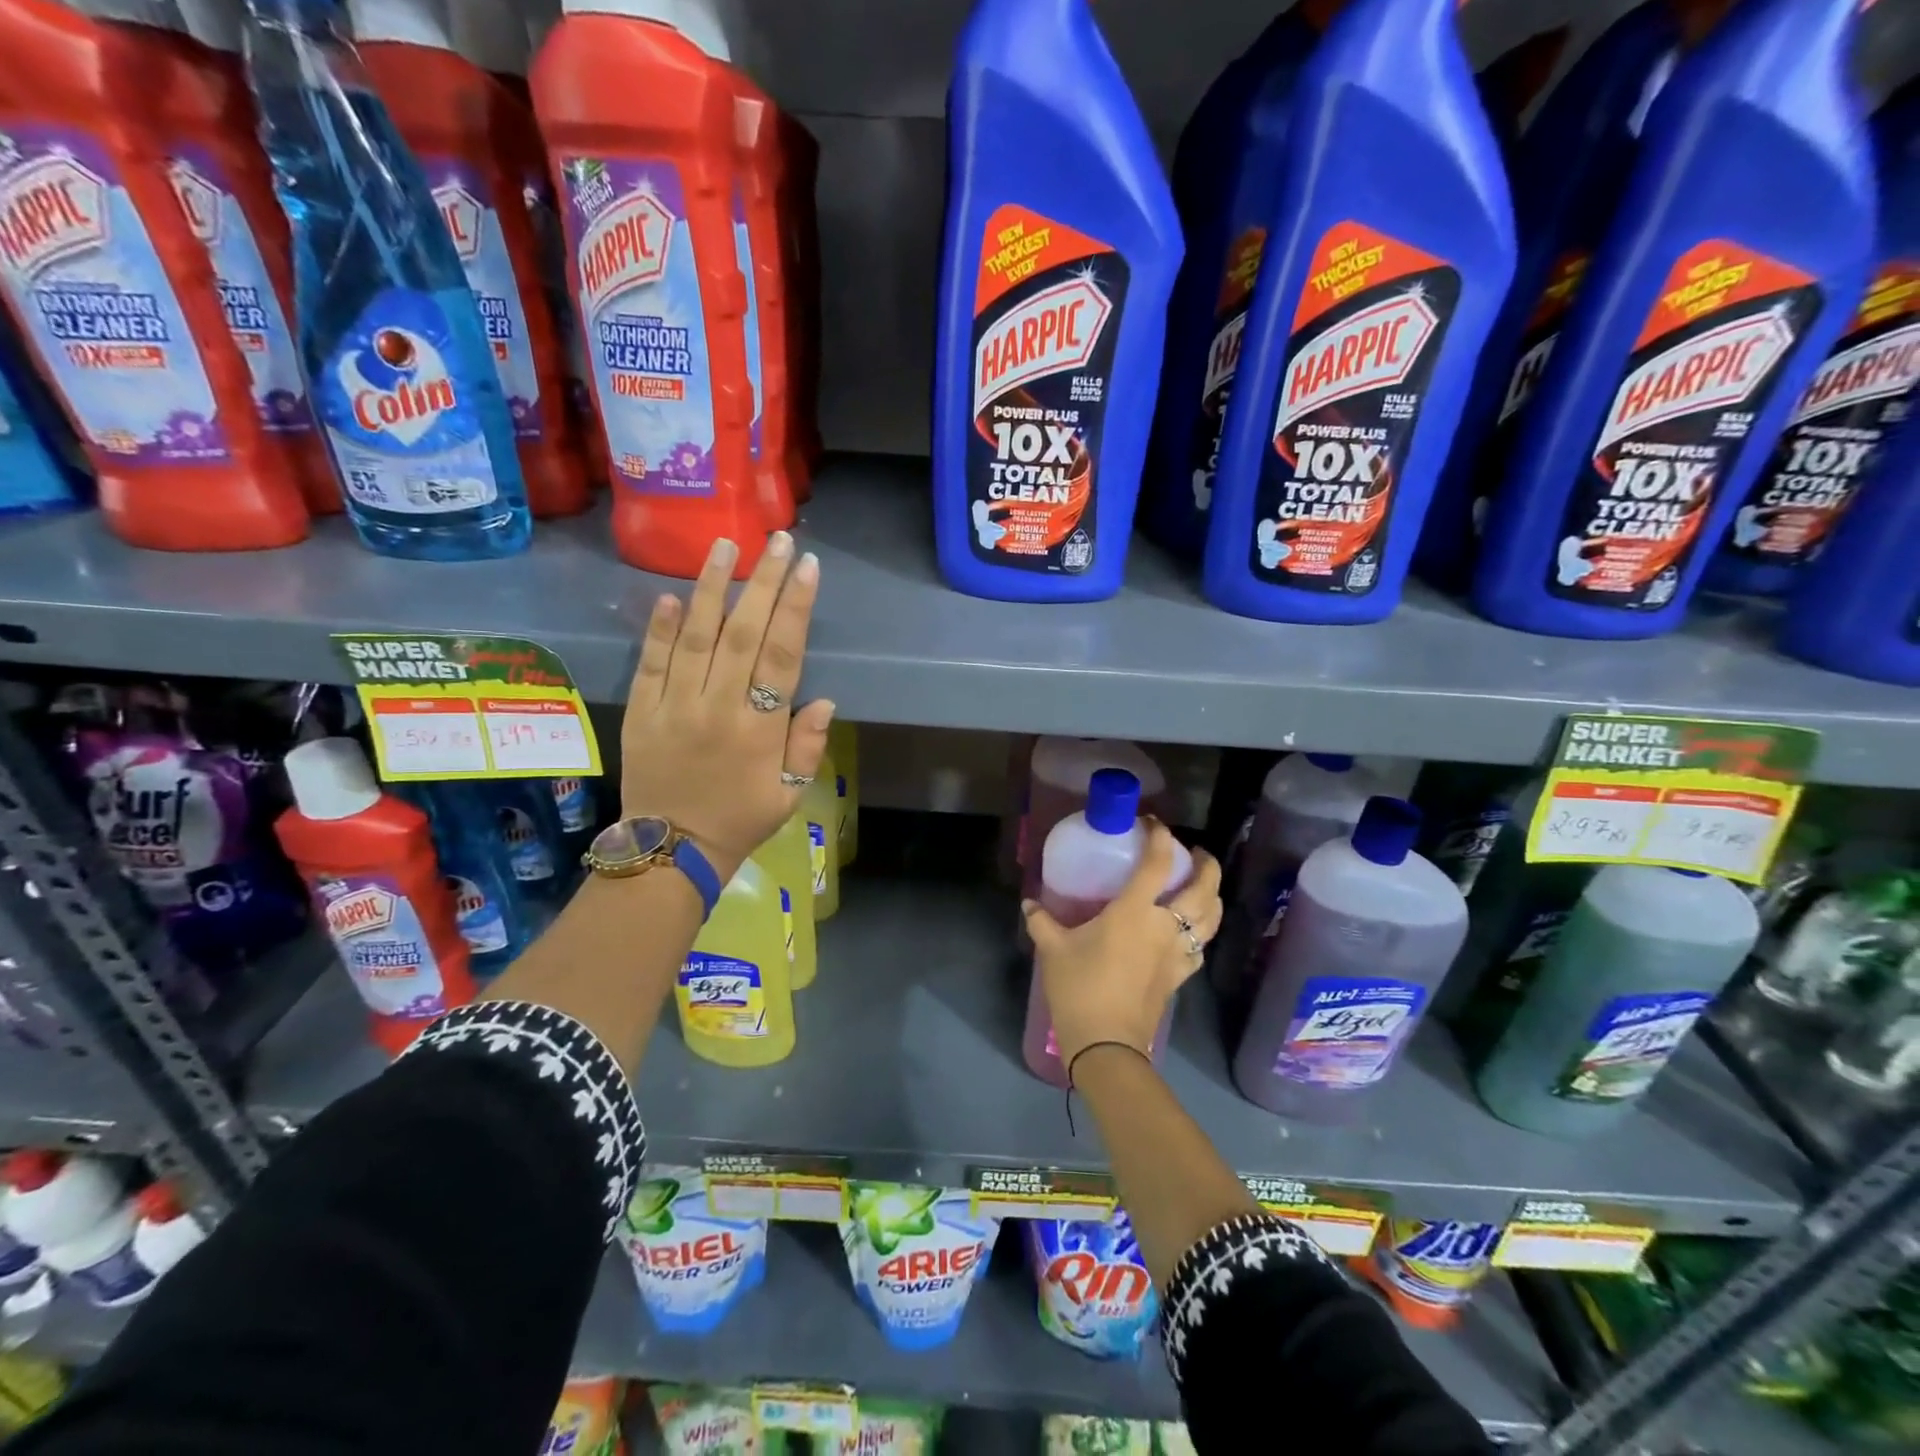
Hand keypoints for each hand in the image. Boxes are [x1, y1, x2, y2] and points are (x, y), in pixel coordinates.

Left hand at [620, 532, 832, 880]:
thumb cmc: (741, 819)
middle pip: (743, 633)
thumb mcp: (790, 793)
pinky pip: (650, 663)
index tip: (807, 567)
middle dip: (763, 582)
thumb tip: (823, 699)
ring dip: (711, 588)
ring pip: (694, 636)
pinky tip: (670, 595)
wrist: (671, 849)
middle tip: (777, 539)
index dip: (796, 607)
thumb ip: (807, 746)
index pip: (783, 655)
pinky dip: (658, 628)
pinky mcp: (641, 711)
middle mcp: (718, 707)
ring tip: (724, 546)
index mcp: (760, 728)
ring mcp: (674, 706)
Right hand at [1023, 823, 1223, 1072]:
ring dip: (1212, 896)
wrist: (1106, 1044)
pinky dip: (1202, 931)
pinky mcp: (1180, 977)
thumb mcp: (1053, 950)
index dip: (1160, 837)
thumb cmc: (1080, 988)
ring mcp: (1178, 954)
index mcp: (1135, 912)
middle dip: (1206, 865)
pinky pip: (1201, 947)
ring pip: (1211, 918)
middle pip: (1203, 889)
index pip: (1158, 864)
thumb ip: (1042, 922)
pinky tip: (1191, 931)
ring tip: (1202, 886)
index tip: (1153, 823)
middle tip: (1195, 853)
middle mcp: (1165, 926)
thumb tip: (1029, 904)